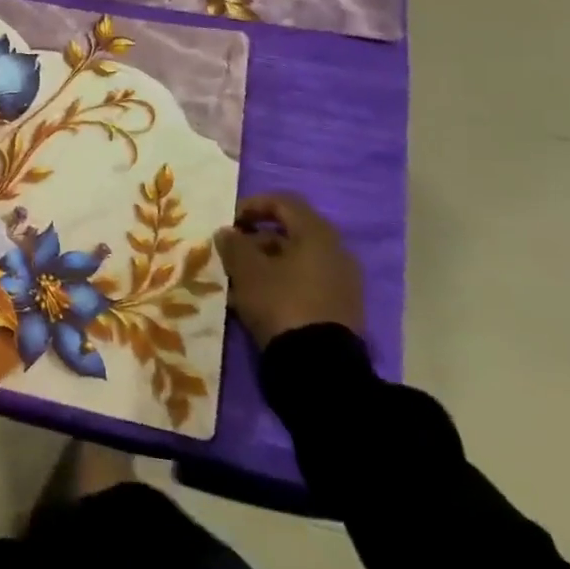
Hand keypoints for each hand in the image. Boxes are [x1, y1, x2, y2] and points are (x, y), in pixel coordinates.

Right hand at [213, 193, 363, 350]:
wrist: (319, 366)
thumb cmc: (281, 303)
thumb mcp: (247, 271)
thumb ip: (234, 245)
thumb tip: (227, 232)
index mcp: (317, 235)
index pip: (284, 202)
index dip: (252, 205)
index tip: (229, 222)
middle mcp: (336, 252)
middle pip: (290, 233)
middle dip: (256, 240)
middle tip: (231, 255)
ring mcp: (342, 282)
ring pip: (296, 261)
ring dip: (266, 265)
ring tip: (238, 282)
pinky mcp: (340, 308)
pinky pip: (305, 283)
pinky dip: (280, 284)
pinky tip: (257, 302)